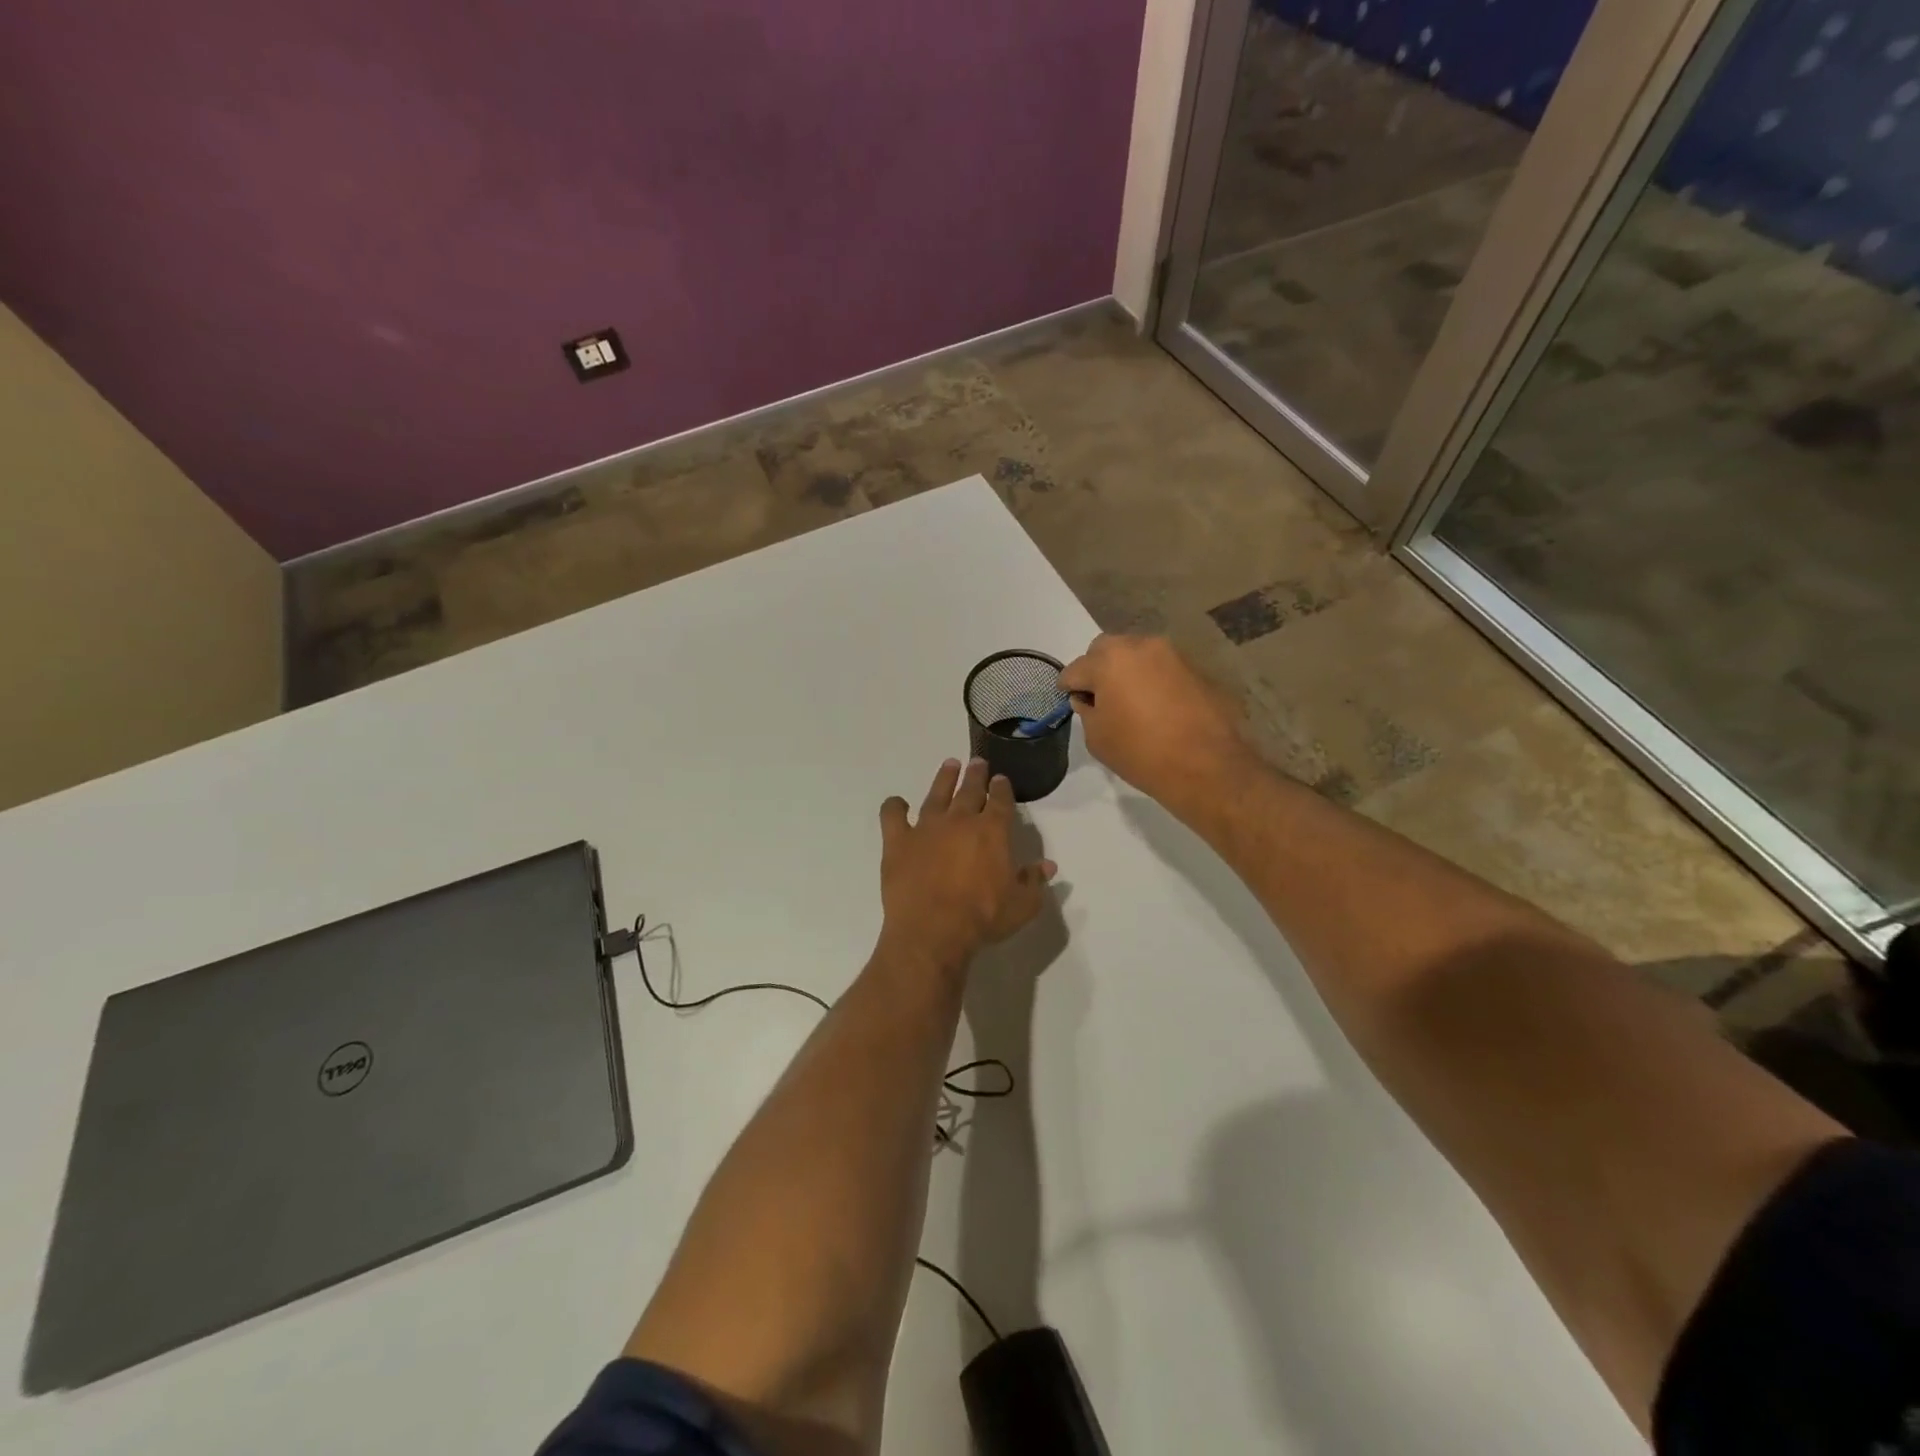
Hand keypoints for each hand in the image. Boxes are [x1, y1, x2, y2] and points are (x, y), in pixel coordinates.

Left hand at [877, 759, 1056, 974]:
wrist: (933, 930)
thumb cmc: (982, 918)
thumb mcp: (1022, 905)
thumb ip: (1034, 881)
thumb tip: (1048, 865)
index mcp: (992, 831)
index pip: (1000, 800)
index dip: (1002, 788)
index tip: (1002, 780)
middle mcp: (959, 820)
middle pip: (969, 789)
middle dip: (976, 774)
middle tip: (978, 762)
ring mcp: (926, 828)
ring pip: (936, 794)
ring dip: (944, 778)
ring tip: (950, 764)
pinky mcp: (898, 841)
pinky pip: (892, 815)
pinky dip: (894, 807)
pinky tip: (897, 803)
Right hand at [1059, 634, 1254, 806]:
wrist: (1206, 765)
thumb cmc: (1141, 753)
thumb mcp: (1097, 738)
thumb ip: (1087, 711)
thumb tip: (1090, 700)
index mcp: (1109, 660)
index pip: (1075, 669)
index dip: (1069, 687)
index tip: (1070, 701)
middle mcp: (1140, 646)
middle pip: (1106, 650)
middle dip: (1097, 669)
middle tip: (1100, 698)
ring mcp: (1171, 654)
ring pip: (1137, 654)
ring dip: (1127, 671)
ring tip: (1130, 701)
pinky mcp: (1195, 667)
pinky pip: (1162, 668)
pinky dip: (1153, 680)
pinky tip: (1157, 706)